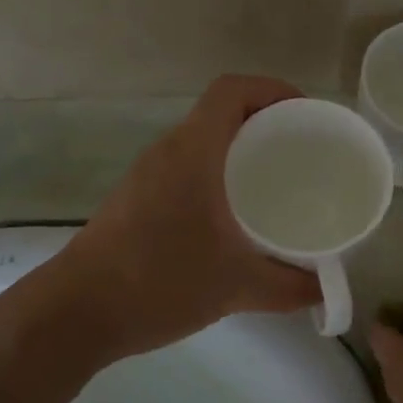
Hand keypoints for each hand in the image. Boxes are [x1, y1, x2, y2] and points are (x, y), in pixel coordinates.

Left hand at [48, 77, 320, 360]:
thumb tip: (326, 291)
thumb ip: (289, 287)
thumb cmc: (158, 282)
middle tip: (303, 154)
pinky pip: (187, 170)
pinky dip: (218, 177)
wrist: (76, 313)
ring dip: (240, 152)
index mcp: (194, 152)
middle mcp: (168, 152)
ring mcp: (147, 177)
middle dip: (265, 124)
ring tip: (277, 184)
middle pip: (221, 114)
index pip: (233, 90)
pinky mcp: (136, 201)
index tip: (307, 116)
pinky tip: (235, 218)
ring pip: (202, 144)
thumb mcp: (236, 286)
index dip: (273, 89)